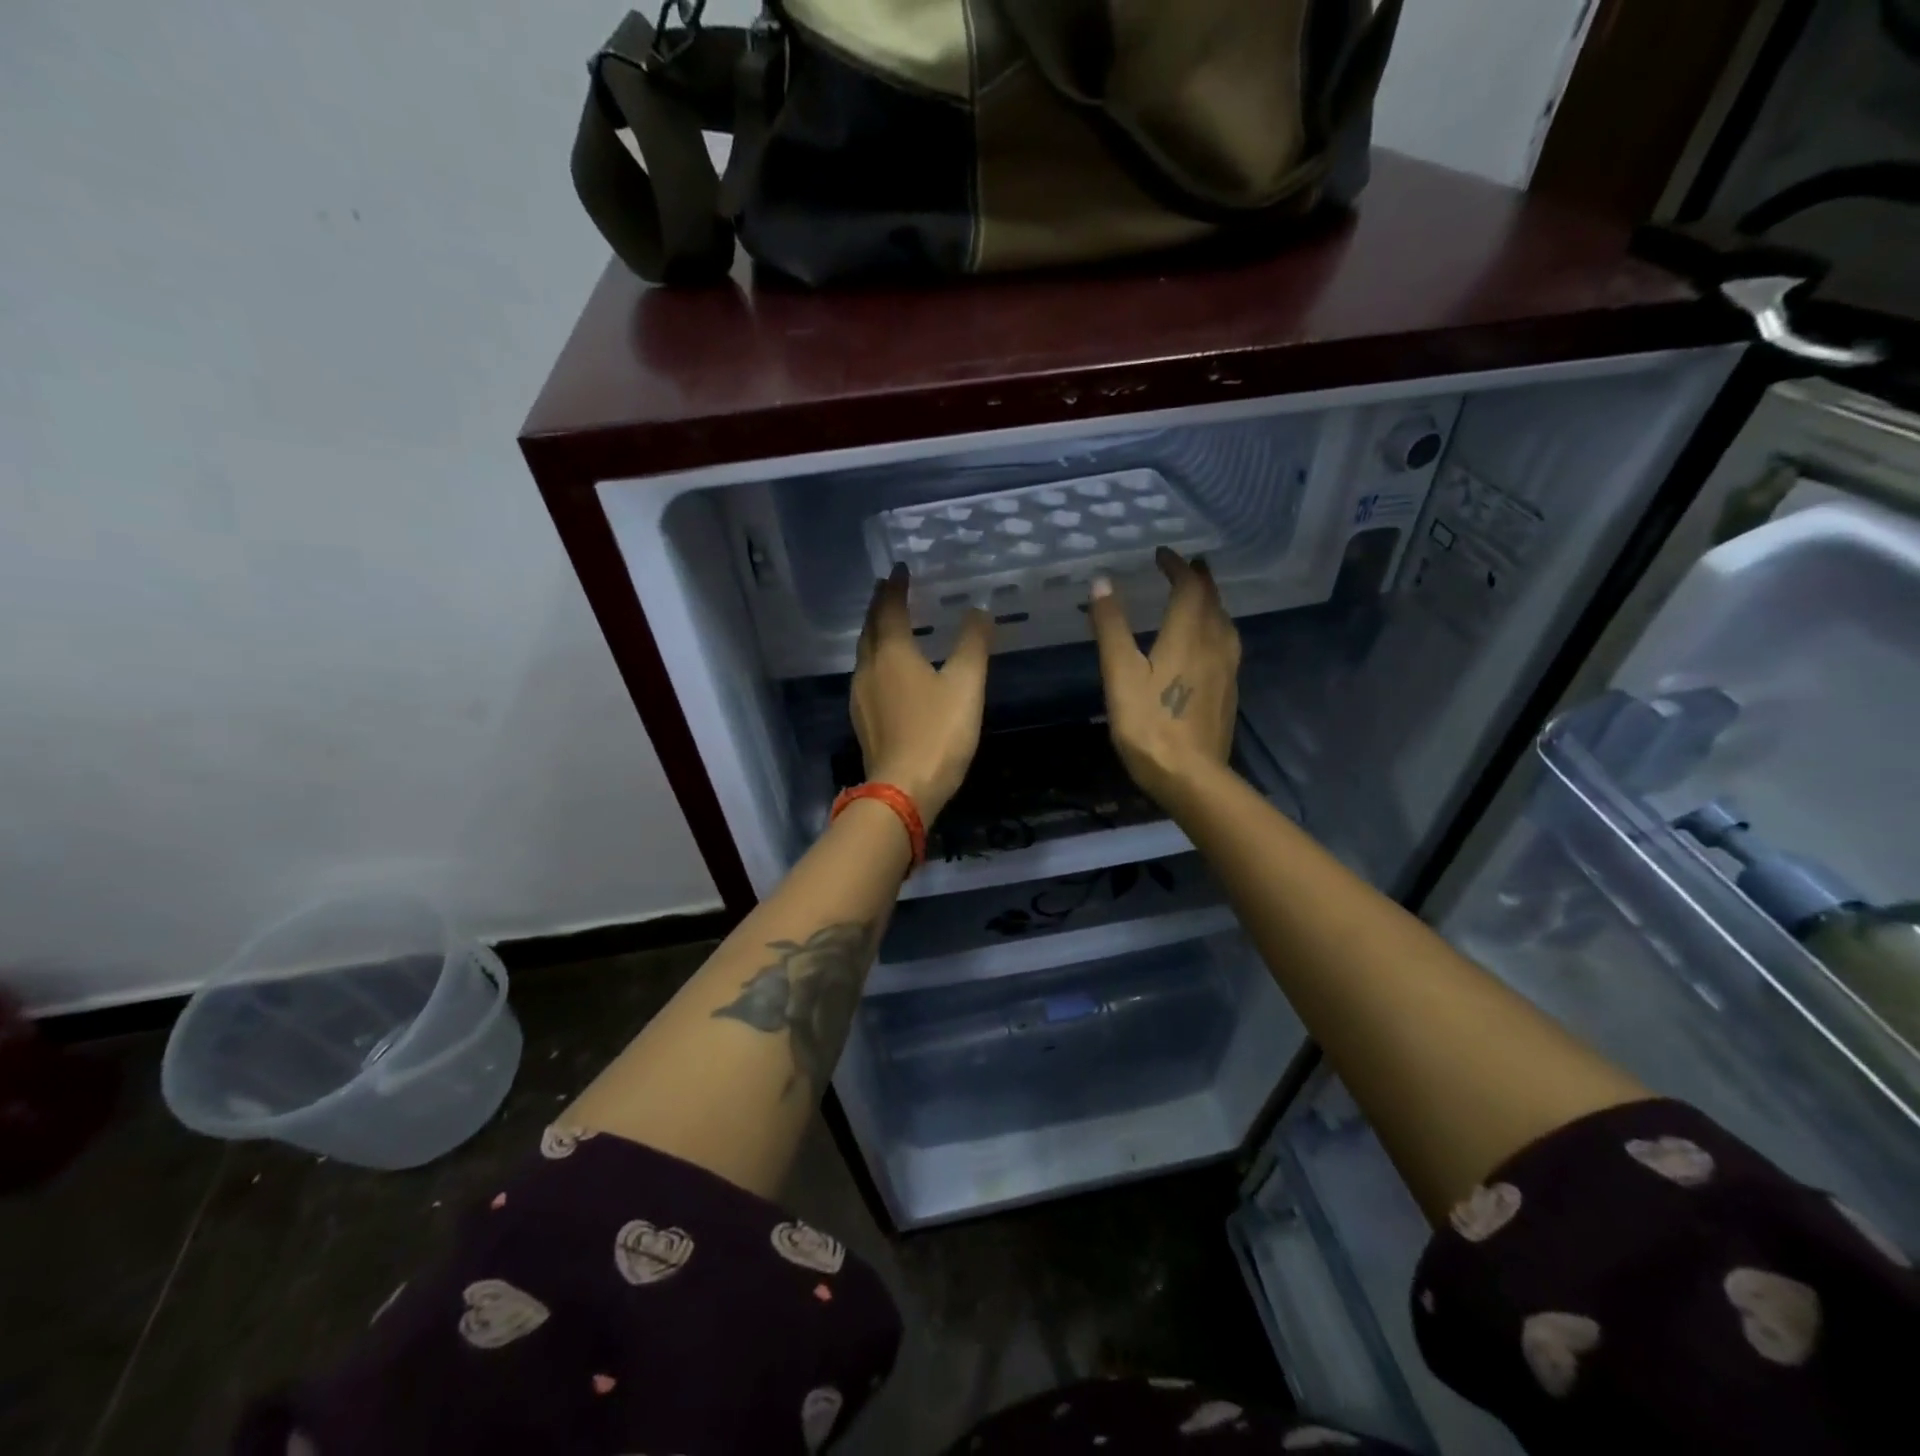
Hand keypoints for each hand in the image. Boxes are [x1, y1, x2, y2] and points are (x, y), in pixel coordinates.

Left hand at [851, 564, 993, 819]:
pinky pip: (867, 676)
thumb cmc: (937, 733)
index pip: (889, 609)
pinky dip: (876, 659)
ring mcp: (861, 696)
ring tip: (888, 623)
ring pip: (864, 653)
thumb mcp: (965, 685)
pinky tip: (888, 671)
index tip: (900, 569)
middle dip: (879, 606)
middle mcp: (869, 668)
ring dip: (875, 633)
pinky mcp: (863, 720)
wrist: (903, 790)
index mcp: (892, 653)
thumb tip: (979, 610)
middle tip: (889, 589)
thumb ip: (973, 644)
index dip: (895, 587)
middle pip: (870, 628)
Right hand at [1087, 548, 1240, 806]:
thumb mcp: (1120, 674)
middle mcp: (1214, 644)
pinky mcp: (1229, 692)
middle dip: (1200, 579)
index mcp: (1188, 635)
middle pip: (1213, 602)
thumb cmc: (1149, 724)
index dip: (1177, 566)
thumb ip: (1112, 627)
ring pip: (1225, 623)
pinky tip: (1208, 643)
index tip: (1162, 555)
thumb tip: (1103, 582)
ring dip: (1212, 603)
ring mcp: (1227, 670)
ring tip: (1200, 598)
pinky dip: (1216, 628)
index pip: (1189, 587)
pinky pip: (1228, 645)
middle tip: (1188, 566)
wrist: (1191, 776)